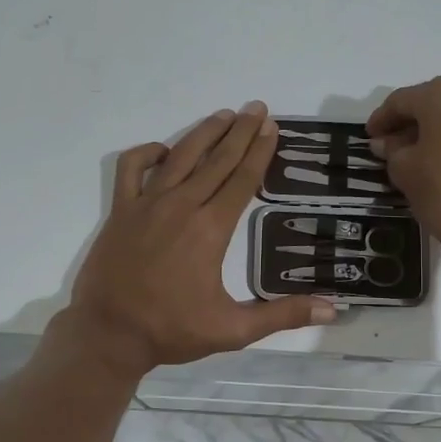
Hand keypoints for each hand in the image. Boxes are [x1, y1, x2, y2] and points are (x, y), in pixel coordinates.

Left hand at [62, 101, 336, 377]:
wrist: (108, 334)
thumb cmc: (171, 330)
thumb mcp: (233, 330)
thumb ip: (282, 315)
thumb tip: (332, 309)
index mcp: (210, 230)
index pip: (242, 179)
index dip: (260, 151)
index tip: (272, 127)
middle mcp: (181, 206)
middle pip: (217, 160)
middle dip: (240, 131)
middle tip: (257, 107)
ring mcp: (147, 204)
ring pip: (180, 156)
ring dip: (204, 132)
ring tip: (224, 115)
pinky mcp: (121, 210)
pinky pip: (132, 168)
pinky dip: (148, 153)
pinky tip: (165, 151)